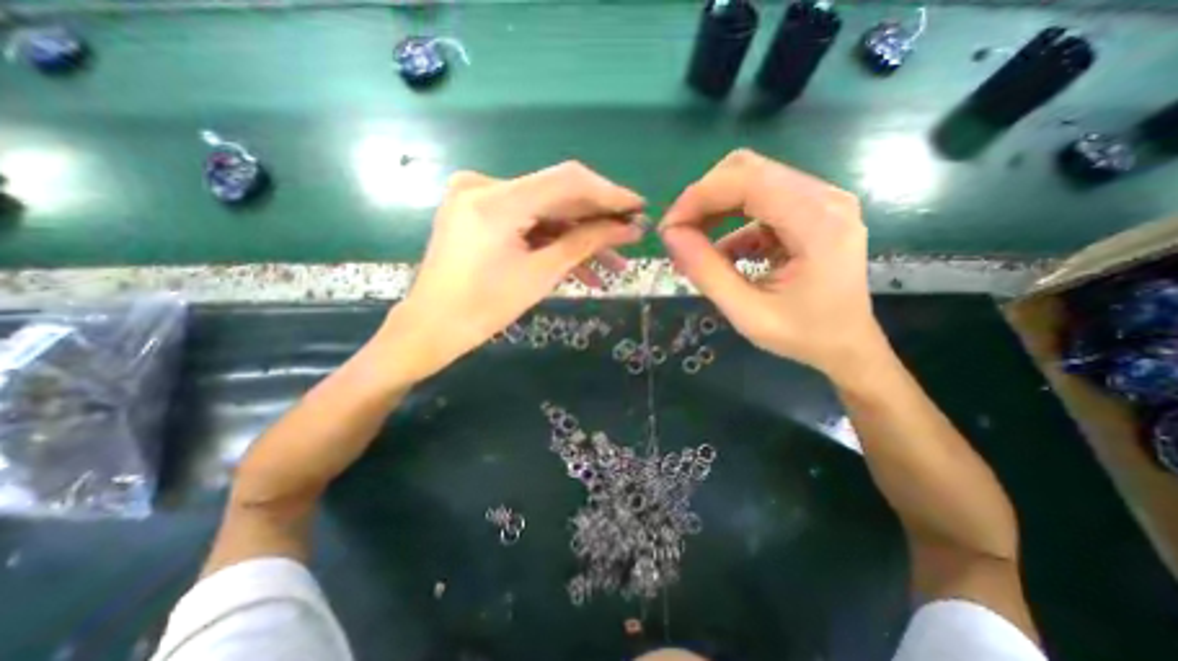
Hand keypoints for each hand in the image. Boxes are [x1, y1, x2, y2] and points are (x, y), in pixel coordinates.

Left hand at [385, 161, 642, 381]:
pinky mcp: (480, 213)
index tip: (639, 207)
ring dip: (579, 236)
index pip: (567, 181)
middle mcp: (485, 186)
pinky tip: (581, 264)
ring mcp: (480, 198)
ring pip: (545, 212)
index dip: (609, 193)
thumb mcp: (540, 275)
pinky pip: (527, 222)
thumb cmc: (483, 309)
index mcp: (496, 201)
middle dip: (597, 220)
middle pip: (557, 195)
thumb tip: (628, 228)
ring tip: (613, 263)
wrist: (431, 327)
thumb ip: (585, 244)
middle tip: (630, 236)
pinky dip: (554, 241)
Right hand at [660, 148, 881, 379]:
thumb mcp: (747, 313)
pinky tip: (719, 252)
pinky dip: (729, 222)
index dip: (698, 196)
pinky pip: (759, 201)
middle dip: (703, 198)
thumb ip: (706, 272)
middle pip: (747, 170)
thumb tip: (671, 236)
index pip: (747, 180)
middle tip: (678, 234)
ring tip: (691, 244)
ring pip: (750, 180)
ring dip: (713, 208)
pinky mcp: (810, 210)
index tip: (668, 229)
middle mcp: (824, 198)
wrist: (847, 345)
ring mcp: (820, 200)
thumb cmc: (803, 336)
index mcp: (817, 223)